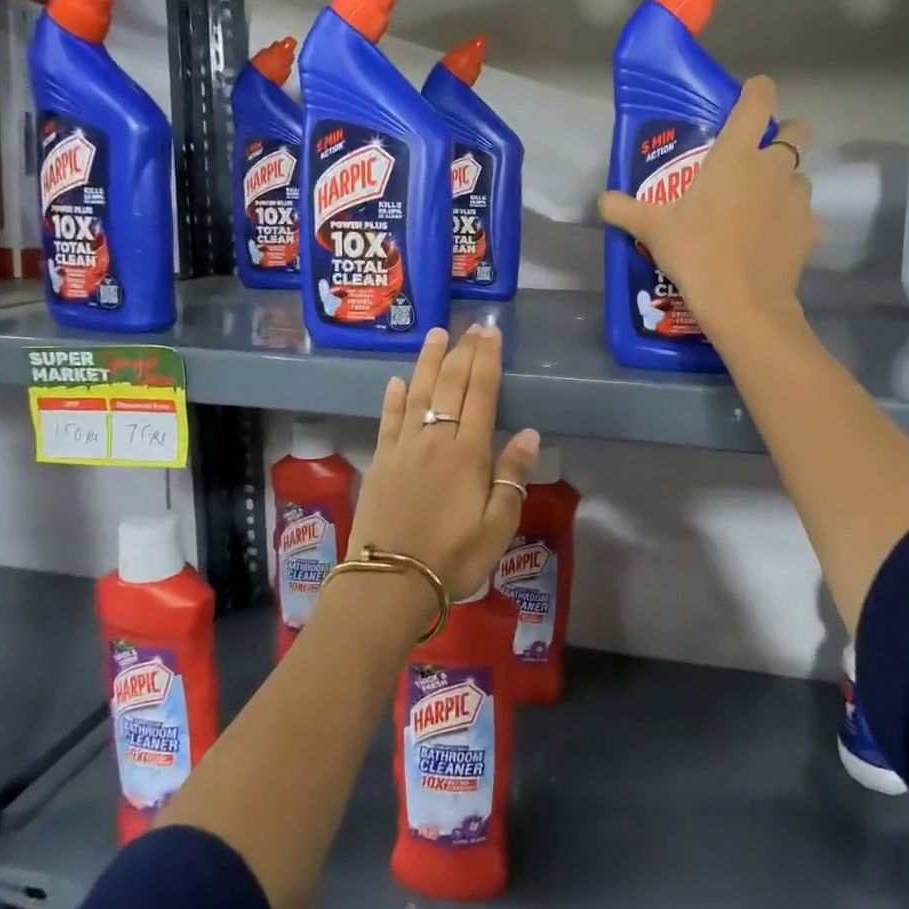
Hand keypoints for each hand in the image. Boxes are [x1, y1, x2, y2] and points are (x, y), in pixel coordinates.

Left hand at [349, 325, 539, 600]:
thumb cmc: (453, 557)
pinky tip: (396, 381)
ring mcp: (403, 448)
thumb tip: (528, 434)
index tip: (490, 333)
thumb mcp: (498, 526)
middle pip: (450, 386)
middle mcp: (435, 439)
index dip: (487, 361)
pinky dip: (393, 398)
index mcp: (468, 453)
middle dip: (463, 352)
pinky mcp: (380, 462)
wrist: (390, 581)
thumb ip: (512, 476)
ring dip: (428, 362)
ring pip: (418, 393)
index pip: (481, 394)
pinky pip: (388, 421)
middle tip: (471, 326)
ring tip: (436, 334)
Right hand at [598, 74, 814, 334]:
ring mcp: (797, 198)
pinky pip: (803, 215)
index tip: (747, 100)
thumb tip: (601, 201)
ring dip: (783, 184)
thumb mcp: (653, 230)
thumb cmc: (696, 253)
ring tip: (758, 210)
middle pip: (797, 130)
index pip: (760, 97)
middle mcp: (774, 166)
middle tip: (754, 162)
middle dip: (783, 136)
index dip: (757, 91)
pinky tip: (770, 242)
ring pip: (799, 176)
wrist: (741, 303)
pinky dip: (790, 222)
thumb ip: (625, 209)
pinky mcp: (810, 229)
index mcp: (736, 154)